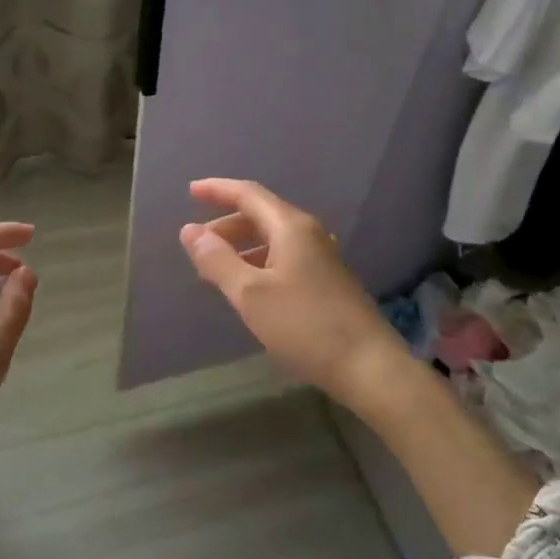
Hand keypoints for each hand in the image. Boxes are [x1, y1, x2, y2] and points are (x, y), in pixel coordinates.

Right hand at [180, 178, 407, 408]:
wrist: (369, 367)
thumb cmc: (305, 326)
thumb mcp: (250, 294)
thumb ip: (217, 260)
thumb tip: (190, 231)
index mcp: (290, 227)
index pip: (248, 195)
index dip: (217, 191)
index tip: (190, 192)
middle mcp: (309, 235)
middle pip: (261, 216)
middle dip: (226, 225)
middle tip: (198, 245)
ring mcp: (322, 259)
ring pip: (273, 240)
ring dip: (242, 247)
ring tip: (216, 271)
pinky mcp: (327, 282)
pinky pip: (284, 259)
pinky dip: (259, 263)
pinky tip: (250, 289)